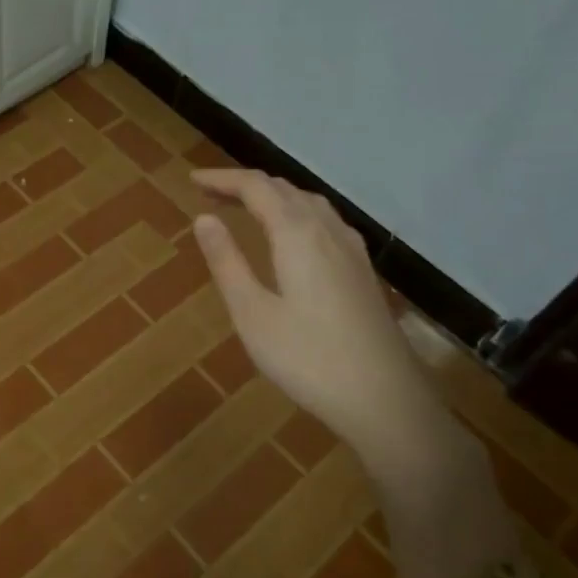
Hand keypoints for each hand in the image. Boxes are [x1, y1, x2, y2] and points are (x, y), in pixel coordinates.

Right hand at [190, 169, 437, 447]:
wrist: (384, 398)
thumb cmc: (308, 358)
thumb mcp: (252, 313)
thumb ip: (227, 262)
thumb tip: (203, 218)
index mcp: (297, 234)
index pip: (256, 188)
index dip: (223, 179)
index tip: (193, 180)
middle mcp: (327, 230)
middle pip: (284, 189)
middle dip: (245, 185)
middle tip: (210, 193)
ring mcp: (351, 250)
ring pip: (309, 203)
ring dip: (273, 196)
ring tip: (244, 207)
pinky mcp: (362, 270)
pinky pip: (325, 221)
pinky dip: (296, 212)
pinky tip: (293, 235)